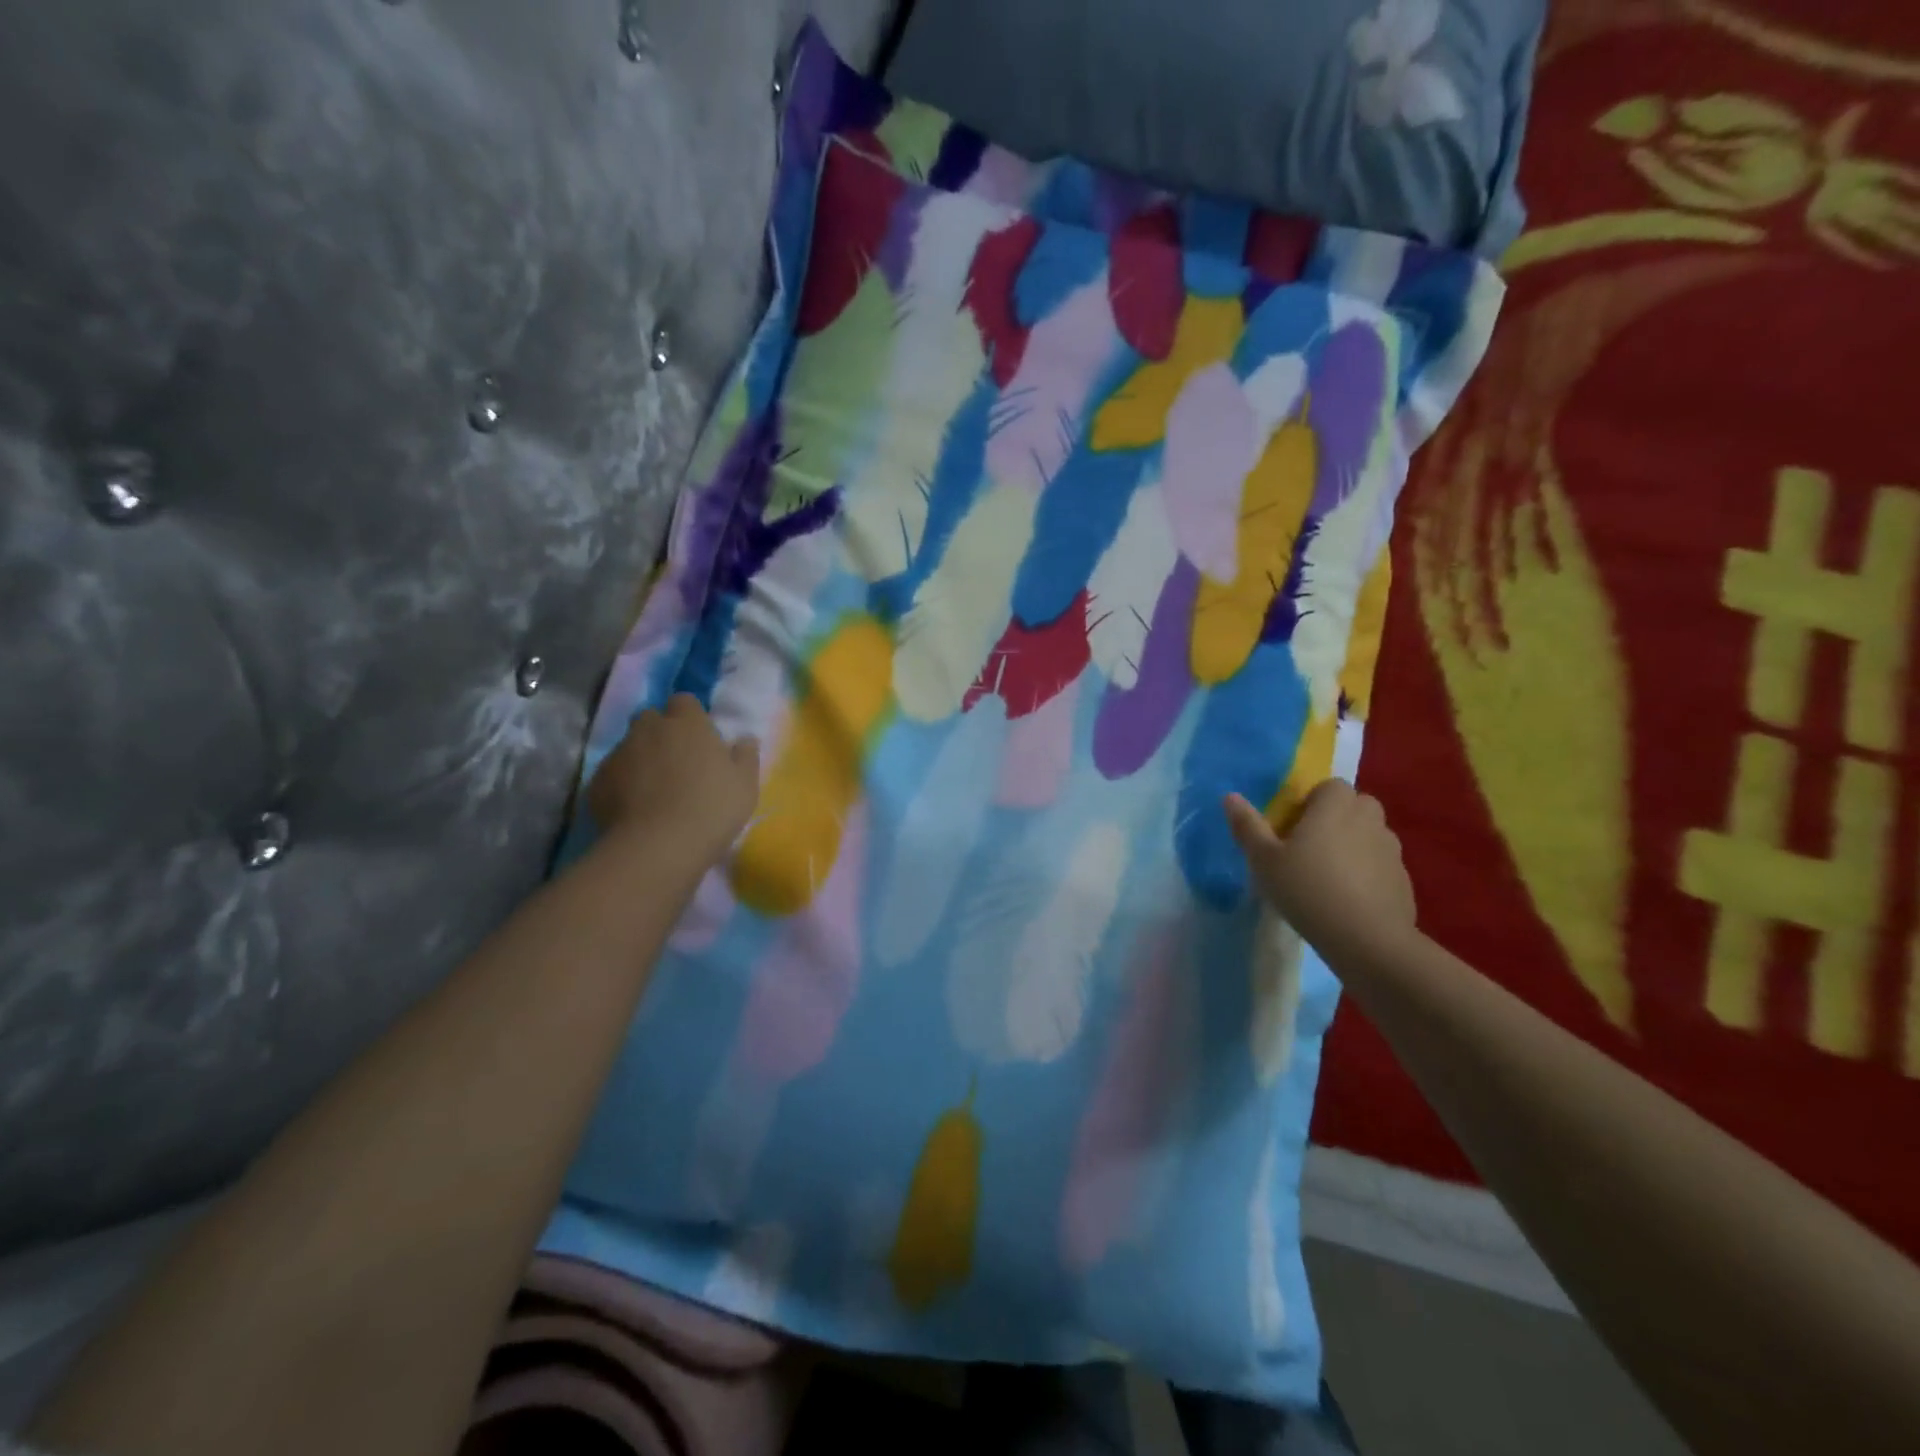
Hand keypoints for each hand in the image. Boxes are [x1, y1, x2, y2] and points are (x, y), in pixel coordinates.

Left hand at [588, 695, 759, 864]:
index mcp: (687, 723)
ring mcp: (619, 754)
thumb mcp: (746, 784)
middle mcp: (649, 729)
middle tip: (676, 761)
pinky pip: (611, 774)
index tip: (699, 737)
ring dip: (640, 758)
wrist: (659, 846)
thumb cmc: (712, 808)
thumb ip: (746, 756)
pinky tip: (633, 807)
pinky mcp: (597, 781)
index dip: (690, 716)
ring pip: (629, 746)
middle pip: (651, 718)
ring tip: (653, 788)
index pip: (684, 701)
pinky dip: (621, 784)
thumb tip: (745, 739)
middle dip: (660, 732)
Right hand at [1224, 780, 1417, 953]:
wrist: (1367, 940)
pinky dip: (1367, 873)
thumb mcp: (1264, 860)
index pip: (1329, 786)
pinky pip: (1380, 865)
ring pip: (1369, 835)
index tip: (1293, 829)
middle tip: (1308, 849)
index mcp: (1335, 805)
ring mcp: (1391, 849)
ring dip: (1352, 845)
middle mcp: (1368, 818)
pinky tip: (1348, 900)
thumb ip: (1247, 825)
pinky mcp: (1403, 879)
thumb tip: (1230, 796)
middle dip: (1335, 820)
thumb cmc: (1307, 890)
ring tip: (1328, 877)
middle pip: (1354, 806)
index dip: (1311, 803)